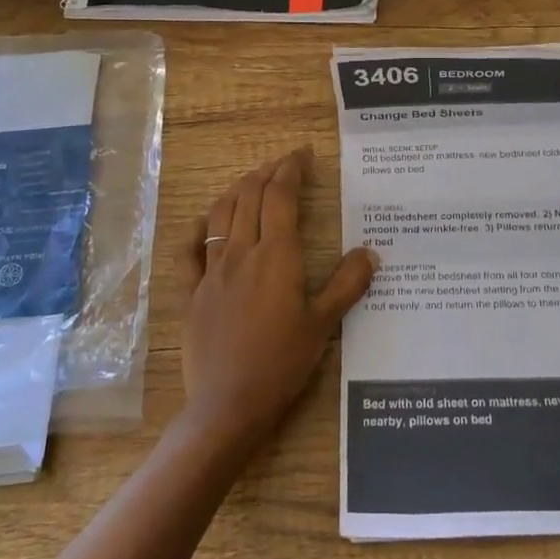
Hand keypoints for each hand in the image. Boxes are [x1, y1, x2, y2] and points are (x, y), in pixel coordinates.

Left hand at [176, 146, 377, 447]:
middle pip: (249, 196)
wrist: (228, 404)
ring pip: (220, 215)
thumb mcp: (324, 324)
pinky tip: (203, 222)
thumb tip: (371, 252)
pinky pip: (188, 250)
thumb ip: (347, 284)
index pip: (281, 196)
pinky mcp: (190, 292)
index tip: (303, 154)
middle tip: (283, 163)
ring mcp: (211, 271)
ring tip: (251, 180)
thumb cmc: (282, 363)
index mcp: (276, 256)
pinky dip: (197, 229)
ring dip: (237, 190)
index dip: (291, 169)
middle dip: (267, 172)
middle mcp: (241, 253)